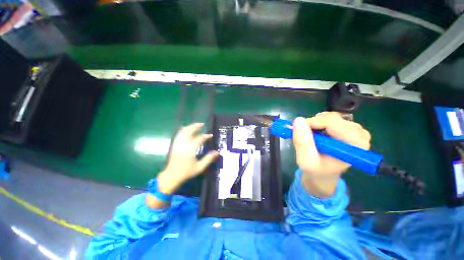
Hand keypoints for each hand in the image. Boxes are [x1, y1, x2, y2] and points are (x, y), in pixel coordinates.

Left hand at [157, 123, 218, 193]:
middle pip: (189, 131)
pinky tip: (187, 130)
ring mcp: (178, 144)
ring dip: (190, 127)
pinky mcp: (175, 145)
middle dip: (196, 126)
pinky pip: (179, 134)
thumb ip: (208, 159)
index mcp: (190, 149)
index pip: (200, 138)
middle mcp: (183, 144)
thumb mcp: (199, 167)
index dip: (206, 136)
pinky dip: (184, 130)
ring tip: (196, 125)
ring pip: (183, 131)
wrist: (172, 176)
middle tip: (202, 124)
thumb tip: (217, 152)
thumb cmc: (186, 172)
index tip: (211, 135)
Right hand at [293, 112, 370, 196]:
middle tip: (302, 135)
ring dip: (314, 125)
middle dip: (312, 125)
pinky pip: (329, 119)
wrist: (323, 174)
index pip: (332, 122)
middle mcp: (360, 135)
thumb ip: (302, 142)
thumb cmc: (316, 171)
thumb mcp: (305, 161)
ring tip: (309, 138)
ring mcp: (355, 130)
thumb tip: (298, 120)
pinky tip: (316, 135)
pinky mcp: (349, 128)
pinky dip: (318, 124)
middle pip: (331, 118)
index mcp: (355, 144)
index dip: (312, 123)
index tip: (297, 130)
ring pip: (329, 117)